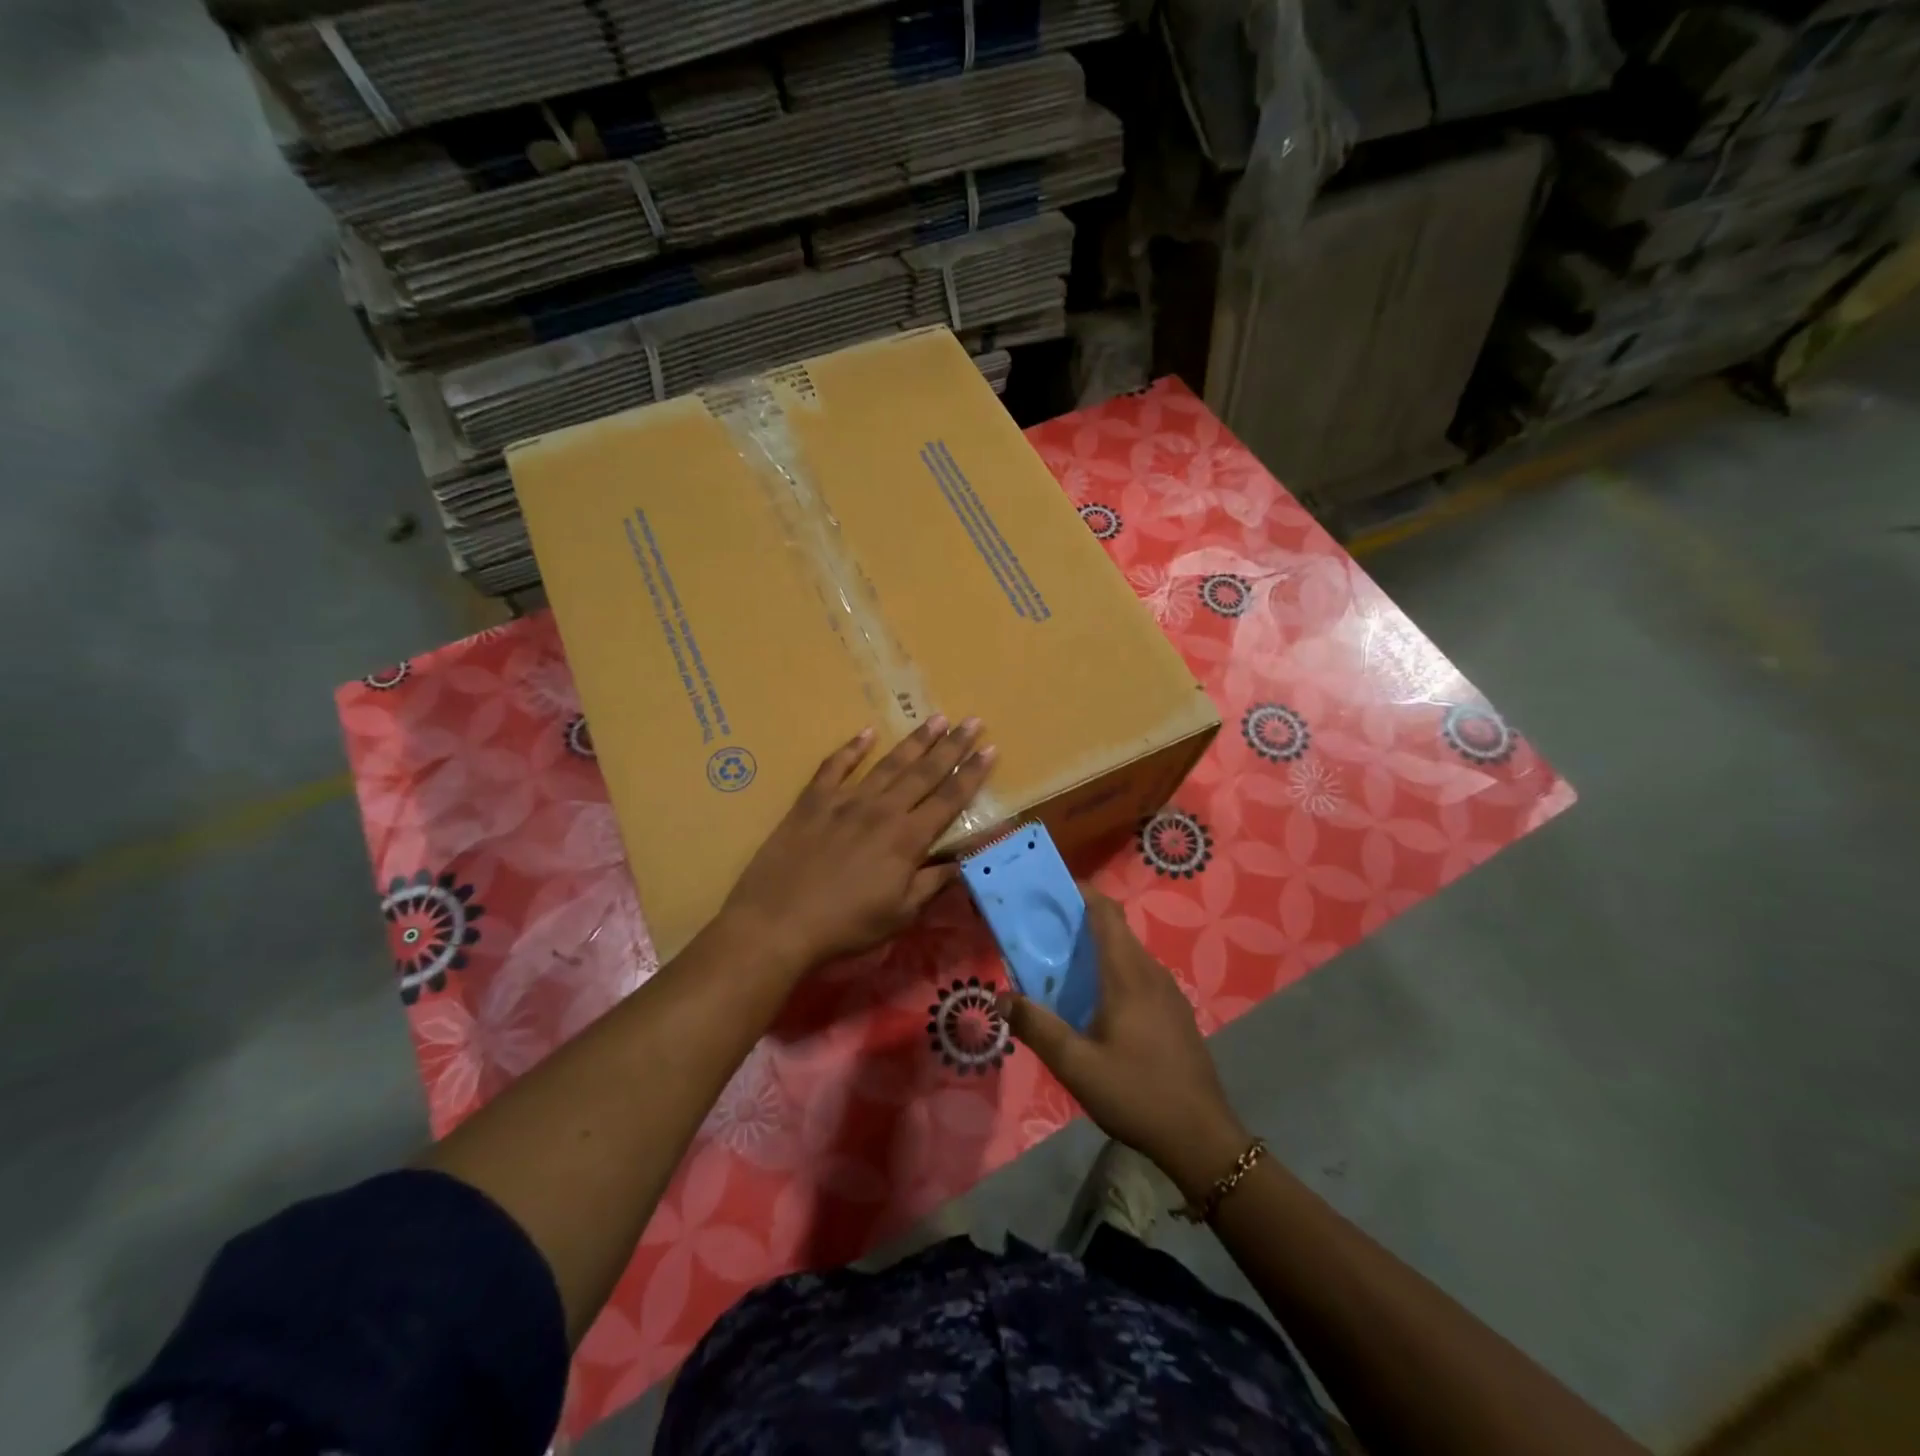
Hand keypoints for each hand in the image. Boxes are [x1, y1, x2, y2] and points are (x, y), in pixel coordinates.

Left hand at [720, 717, 995, 971]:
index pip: (949, 799)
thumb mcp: (900, 914)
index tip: (991, 749)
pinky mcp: (813, 801)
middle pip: (924, 772)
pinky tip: (866, 733)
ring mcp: (845, 801)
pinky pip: (835, 766)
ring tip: (936, 718)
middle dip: (952, 745)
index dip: (972, 774)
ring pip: (887, 763)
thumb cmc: (845, 926)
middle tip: (972, 720)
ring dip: (914, 741)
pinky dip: (851, 748)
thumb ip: (933, 883)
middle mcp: (882, 810)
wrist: (778, 922)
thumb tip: (962, 861)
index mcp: (908, 838)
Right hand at [1000, 891, 1251, 1202]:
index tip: (1050, 890)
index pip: (1106, 913)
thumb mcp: (1076, 1066)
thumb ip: (1037, 1028)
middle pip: (1116, 930)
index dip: (1081, 893)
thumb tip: (1001, 997)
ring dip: (1097, 949)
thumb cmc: (1136, 1094)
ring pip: (1129, 953)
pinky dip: (1114, 971)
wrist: (1202, 1138)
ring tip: (1062, 966)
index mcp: (1128, 975)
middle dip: (1080, 921)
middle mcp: (1151, 973)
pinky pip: (1140, 975)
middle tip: (1042, 932)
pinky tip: (1097, 1003)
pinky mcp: (1176, 1013)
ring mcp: (1169, 993)